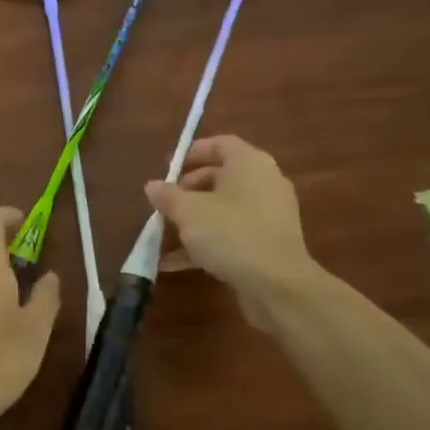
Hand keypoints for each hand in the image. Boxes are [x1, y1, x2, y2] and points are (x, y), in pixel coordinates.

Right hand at [144, 136, 321, 327]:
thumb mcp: (188, 212)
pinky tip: (176, 263)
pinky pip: (232, 233)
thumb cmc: (231, 234)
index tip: (167, 169)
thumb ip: (168, 196)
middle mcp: (264, 183)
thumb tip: (152, 186)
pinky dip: (207, 242)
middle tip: (165, 204)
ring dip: (194, 219)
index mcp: (249, 164)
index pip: (220, 144)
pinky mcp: (268, 243)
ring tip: (165, 234)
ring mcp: (269, 215)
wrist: (277, 285)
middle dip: (188, 189)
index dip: (191, 153)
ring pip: (225, 208)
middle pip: (221, 176)